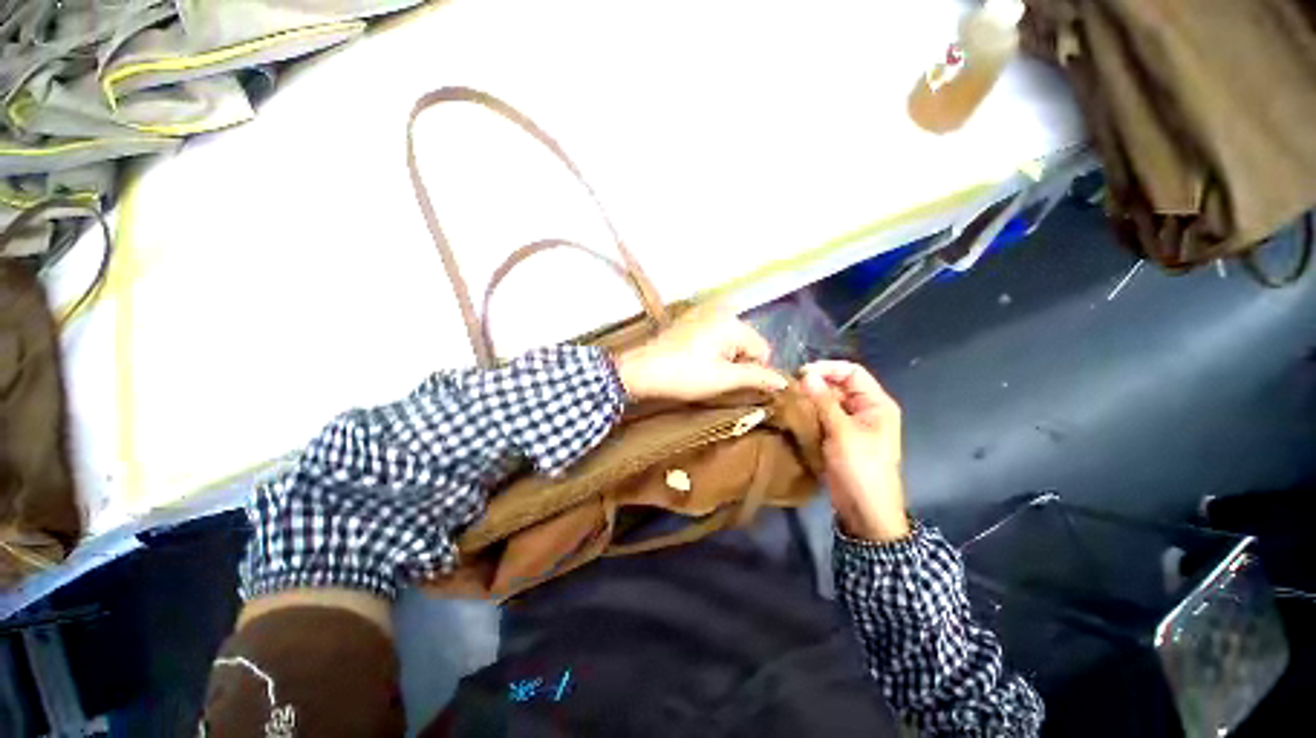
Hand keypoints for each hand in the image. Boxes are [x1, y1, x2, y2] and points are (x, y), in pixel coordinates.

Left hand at [614, 304, 787, 401]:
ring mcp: (704, 312)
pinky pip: (715, 335)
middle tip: (714, 377)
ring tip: (702, 370)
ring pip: (731, 340)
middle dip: (737, 362)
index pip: (762, 350)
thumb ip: (757, 377)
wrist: (640, 371)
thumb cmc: (684, 375)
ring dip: (724, 357)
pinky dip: (711, 349)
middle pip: (747, 342)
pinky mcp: (691, 318)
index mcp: (733, 321)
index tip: (730, 382)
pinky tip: (695, 360)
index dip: (751, 370)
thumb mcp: (724, 379)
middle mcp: (722, 310)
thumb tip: (785, 382)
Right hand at [799, 361, 909, 542]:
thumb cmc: (861, 467)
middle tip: (790, 387)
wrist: (864, 508)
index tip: (801, 373)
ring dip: (810, 398)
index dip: (828, 368)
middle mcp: (864, 409)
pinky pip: (822, 416)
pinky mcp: (837, 436)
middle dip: (816, 383)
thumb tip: (806, 375)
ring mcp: (850, 423)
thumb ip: (824, 401)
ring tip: (788, 398)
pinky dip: (808, 412)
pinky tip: (792, 413)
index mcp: (876, 403)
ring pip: (828, 401)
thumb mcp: (843, 432)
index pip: (852, 372)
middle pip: (839, 385)